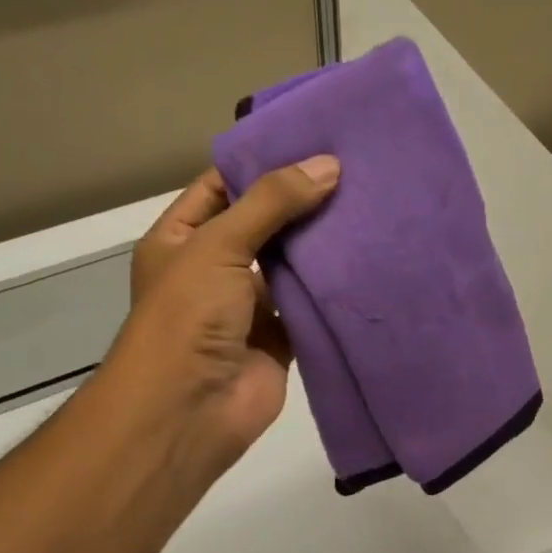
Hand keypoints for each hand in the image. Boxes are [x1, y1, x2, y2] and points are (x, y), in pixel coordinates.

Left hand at [104, 156, 339, 473]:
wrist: (191, 409)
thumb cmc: (188, 316)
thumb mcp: (220, 245)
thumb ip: (273, 204)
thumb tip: (329, 165)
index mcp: (182, 239)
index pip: (223, 187)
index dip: (262, 165)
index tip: (313, 143)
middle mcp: (215, 270)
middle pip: (263, 226)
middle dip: (301, 204)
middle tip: (354, 172)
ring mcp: (248, 308)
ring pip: (290, 268)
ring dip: (321, 247)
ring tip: (369, 209)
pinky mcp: (281, 341)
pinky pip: (309, 308)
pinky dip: (332, 292)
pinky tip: (367, 263)